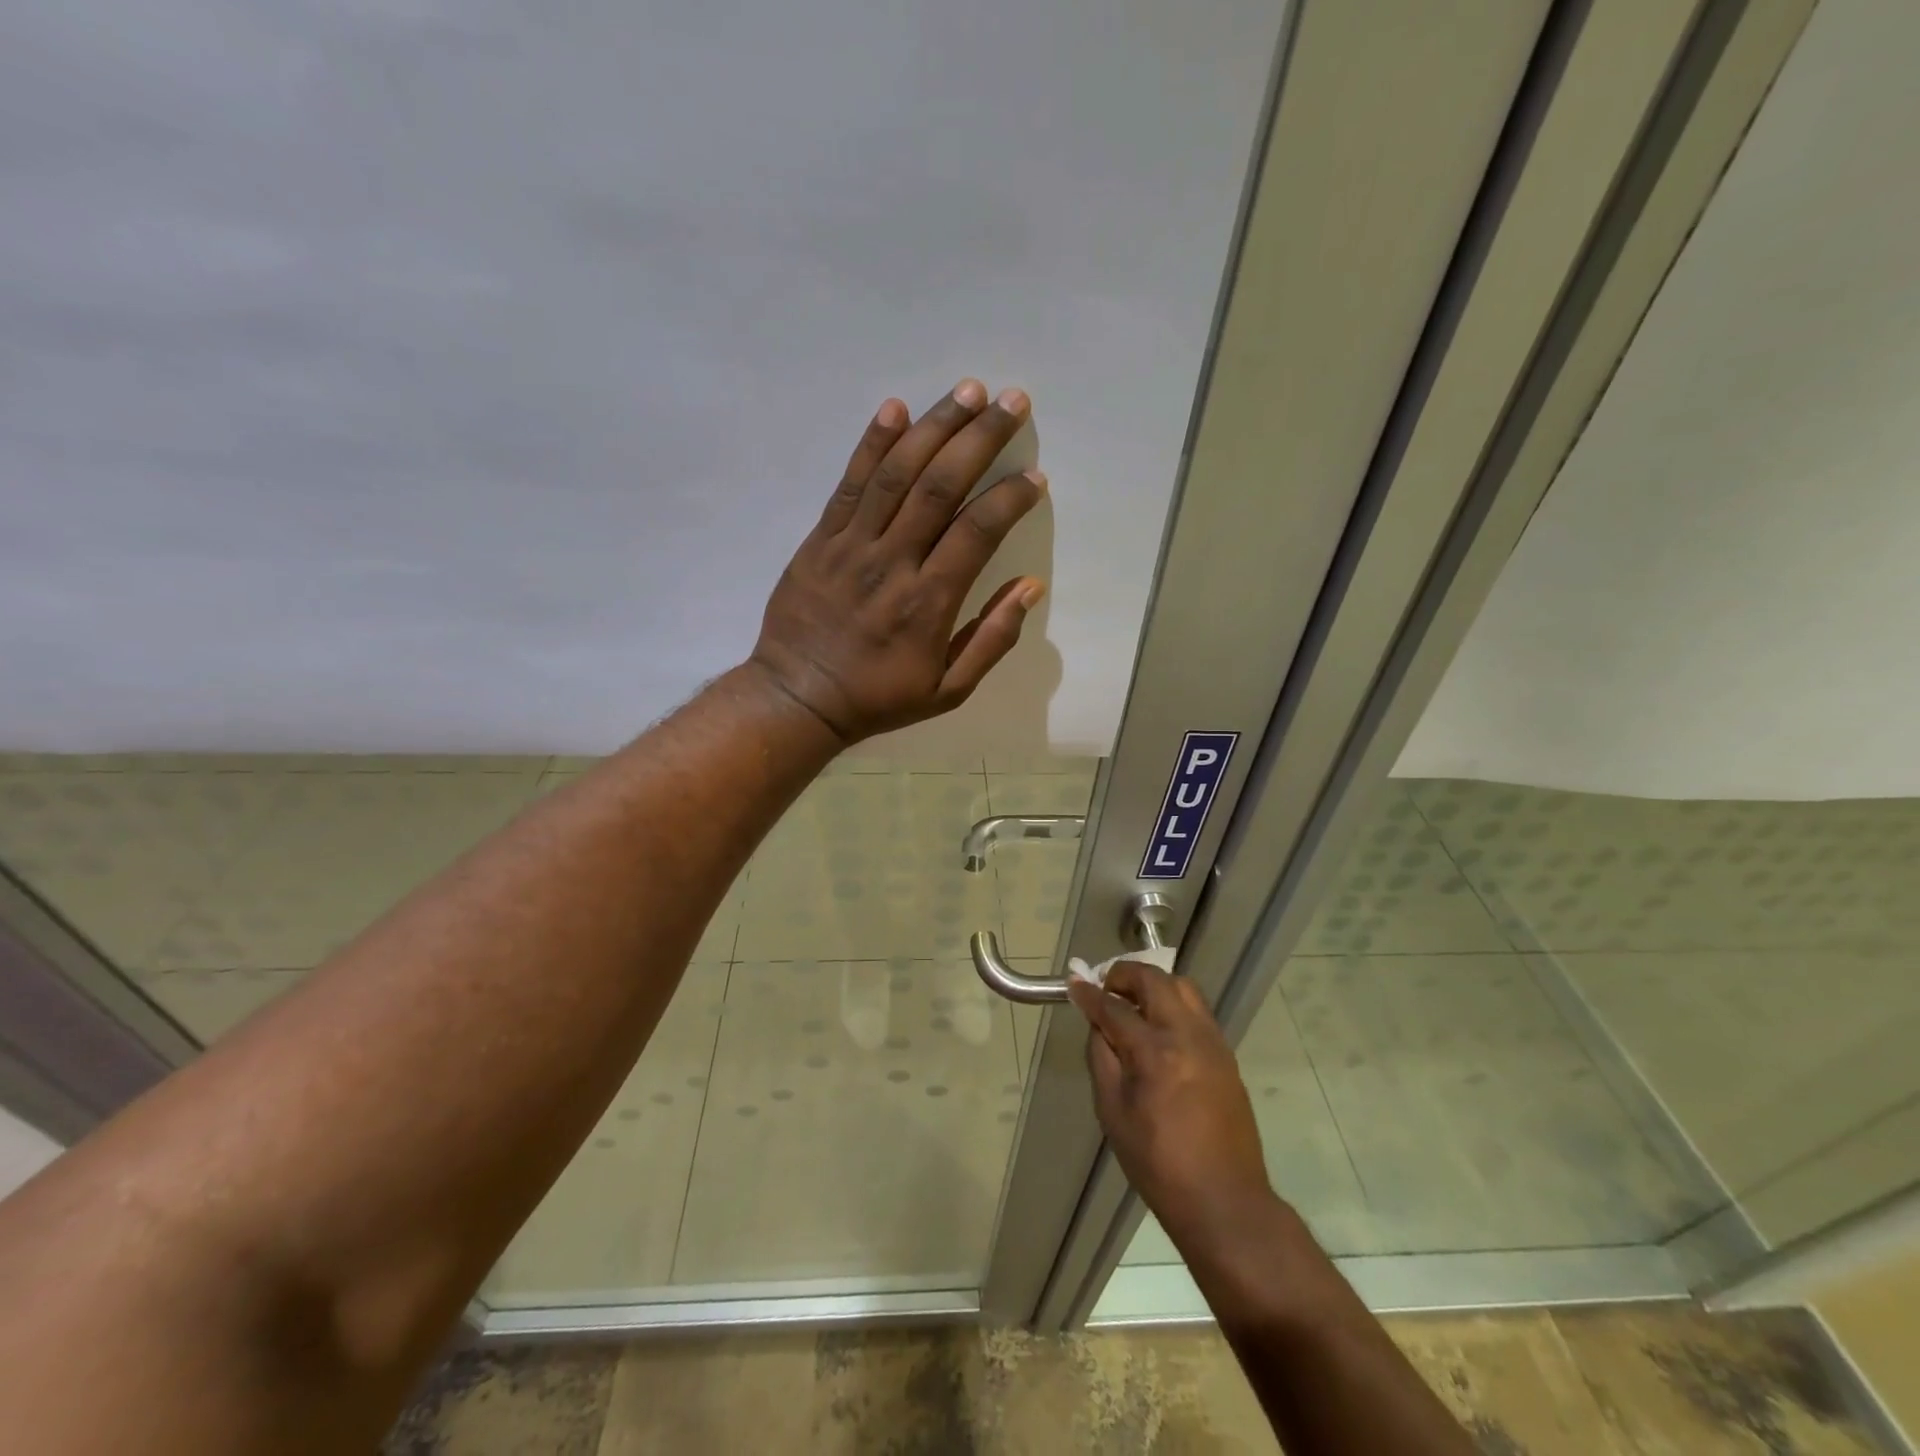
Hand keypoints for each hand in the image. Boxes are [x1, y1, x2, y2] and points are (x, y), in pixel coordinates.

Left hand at [748, 380, 1047, 743]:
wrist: (798, 698)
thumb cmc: (878, 697)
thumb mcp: (947, 691)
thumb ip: (992, 640)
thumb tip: (1030, 587)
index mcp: (928, 603)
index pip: (976, 532)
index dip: (1009, 499)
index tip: (1033, 477)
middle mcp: (892, 563)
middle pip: (940, 487)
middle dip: (980, 439)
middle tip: (1012, 401)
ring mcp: (851, 546)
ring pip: (897, 474)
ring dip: (935, 426)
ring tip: (968, 390)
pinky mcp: (820, 540)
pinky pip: (849, 484)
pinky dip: (872, 444)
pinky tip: (896, 408)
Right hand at [1069, 961, 1276, 1253]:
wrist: (1224, 1201)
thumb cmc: (1158, 1164)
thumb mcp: (1113, 1113)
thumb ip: (1102, 1058)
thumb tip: (1097, 1023)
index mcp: (1155, 1053)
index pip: (1114, 1008)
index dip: (1089, 994)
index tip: (1074, 983)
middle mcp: (1188, 1035)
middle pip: (1154, 980)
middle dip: (1124, 975)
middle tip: (1105, 989)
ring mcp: (1213, 1042)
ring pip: (1182, 987)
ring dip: (1153, 985)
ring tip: (1132, 1004)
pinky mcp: (1226, 1054)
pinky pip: (1196, 1010)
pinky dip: (1173, 1004)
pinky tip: (1158, 1028)